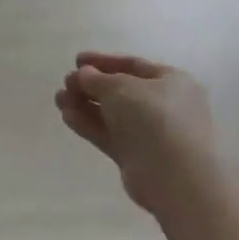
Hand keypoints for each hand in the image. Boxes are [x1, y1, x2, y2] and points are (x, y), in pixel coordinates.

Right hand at [55, 52, 216, 216]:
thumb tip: (84, 74)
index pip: (133, 66)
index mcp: (171, 82)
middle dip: (90, 86)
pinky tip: (67, 117)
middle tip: (66, 83)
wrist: (179, 179)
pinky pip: (111, 136)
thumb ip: (97, 78)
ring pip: (113, 115)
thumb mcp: (120, 87)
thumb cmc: (155, 118)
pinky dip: (90, 125)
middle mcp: (164, 106)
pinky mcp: (139, 159)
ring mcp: (152, 134)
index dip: (103, 62)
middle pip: (121, 91)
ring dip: (85, 105)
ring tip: (59, 99)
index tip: (77, 60)